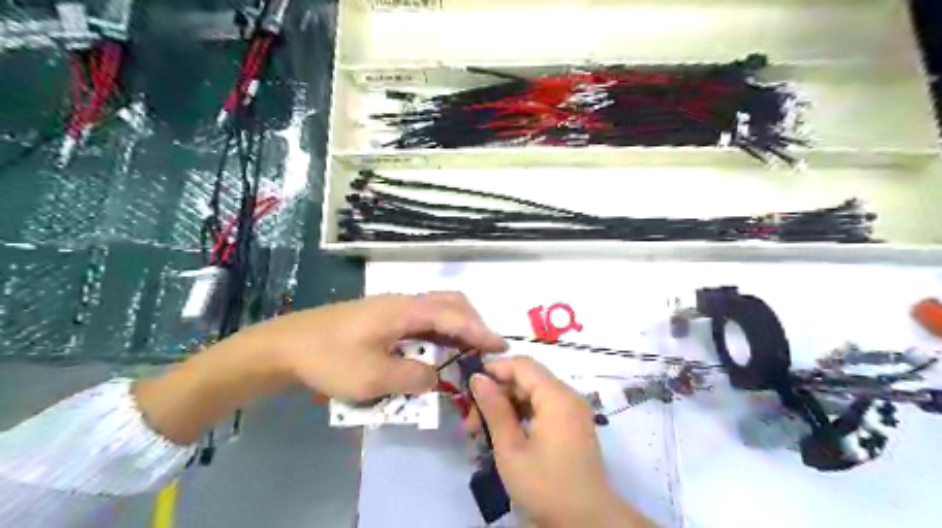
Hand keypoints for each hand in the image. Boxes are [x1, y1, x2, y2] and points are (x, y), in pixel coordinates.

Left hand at [253, 289, 507, 398]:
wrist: (286, 346)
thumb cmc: (330, 359)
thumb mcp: (374, 377)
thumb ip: (414, 377)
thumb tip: (435, 377)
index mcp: (406, 310)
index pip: (454, 316)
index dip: (480, 332)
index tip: (501, 347)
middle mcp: (404, 302)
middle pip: (450, 303)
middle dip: (472, 323)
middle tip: (483, 348)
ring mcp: (393, 308)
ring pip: (436, 309)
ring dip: (455, 328)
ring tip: (465, 352)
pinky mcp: (383, 317)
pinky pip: (421, 320)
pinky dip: (437, 333)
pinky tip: (434, 351)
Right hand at [465, 356, 655, 525]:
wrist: (588, 523)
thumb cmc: (546, 487)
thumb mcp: (511, 449)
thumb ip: (494, 409)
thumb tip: (478, 378)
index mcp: (557, 397)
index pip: (522, 365)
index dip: (494, 369)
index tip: (469, 386)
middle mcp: (568, 396)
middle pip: (526, 379)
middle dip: (496, 393)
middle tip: (471, 421)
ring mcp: (572, 411)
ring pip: (532, 394)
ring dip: (506, 406)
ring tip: (480, 431)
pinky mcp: (571, 425)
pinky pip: (542, 408)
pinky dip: (520, 415)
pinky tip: (502, 434)